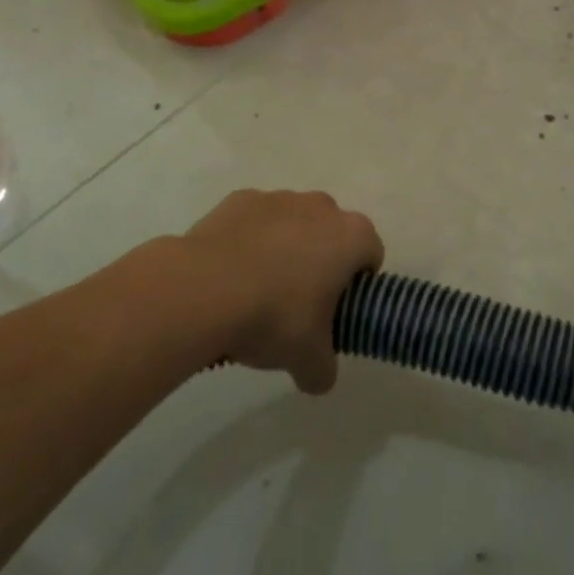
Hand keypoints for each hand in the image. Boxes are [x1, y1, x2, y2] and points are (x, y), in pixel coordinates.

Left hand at [181, 189, 383, 393]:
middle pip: (332, 233)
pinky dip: (249, 240)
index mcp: (350, 236)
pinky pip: (255, 221)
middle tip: (299, 303)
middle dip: (321, 260)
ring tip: (257, 290)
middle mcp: (321, 207)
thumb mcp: (307, 359)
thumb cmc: (273, 317)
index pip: (371, 253)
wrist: (203, 290)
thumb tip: (319, 376)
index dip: (358, 282)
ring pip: (293, 222)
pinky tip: (229, 273)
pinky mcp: (241, 199)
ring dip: (285, 247)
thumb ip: (323, 368)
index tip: (338, 309)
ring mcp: (279, 198)